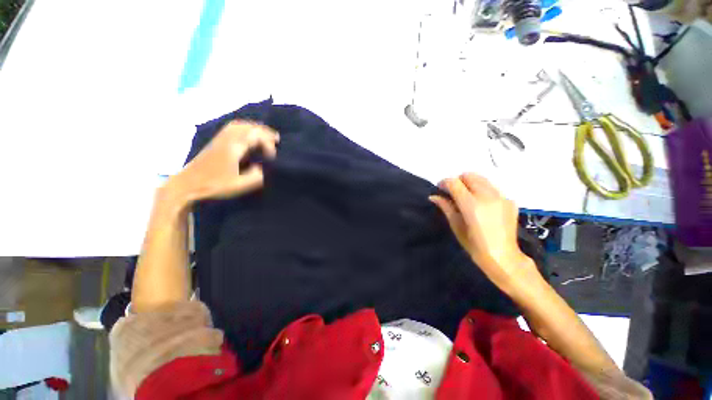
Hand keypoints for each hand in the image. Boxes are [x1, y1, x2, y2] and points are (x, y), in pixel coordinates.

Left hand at [171, 121, 278, 202]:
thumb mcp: (239, 185)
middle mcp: (227, 139)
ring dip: (254, 128)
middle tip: (276, 139)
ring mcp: (219, 139)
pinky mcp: (215, 143)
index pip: (256, 136)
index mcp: (234, 147)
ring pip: (239, 125)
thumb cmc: (213, 185)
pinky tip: (247, 137)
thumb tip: (262, 168)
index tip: (273, 159)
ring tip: (264, 136)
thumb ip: (256, 177)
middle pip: (248, 126)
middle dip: (264, 131)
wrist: (186, 185)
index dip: (269, 144)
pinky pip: (232, 128)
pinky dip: (244, 129)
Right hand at [430, 173, 533, 288]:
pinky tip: (481, 204)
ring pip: (482, 178)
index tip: (440, 188)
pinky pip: (492, 188)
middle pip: (469, 176)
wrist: (503, 257)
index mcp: (471, 204)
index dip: (444, 183)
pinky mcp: (510, 201)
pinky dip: (483, 190)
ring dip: (470, 183)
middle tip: (453, 192)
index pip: (454, 183)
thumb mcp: (456, 226)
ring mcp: (501, 197)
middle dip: (458, 181)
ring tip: (467, 196)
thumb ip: (446, 207)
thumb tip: (434, 196)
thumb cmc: (475, 245)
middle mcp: (487, 196)